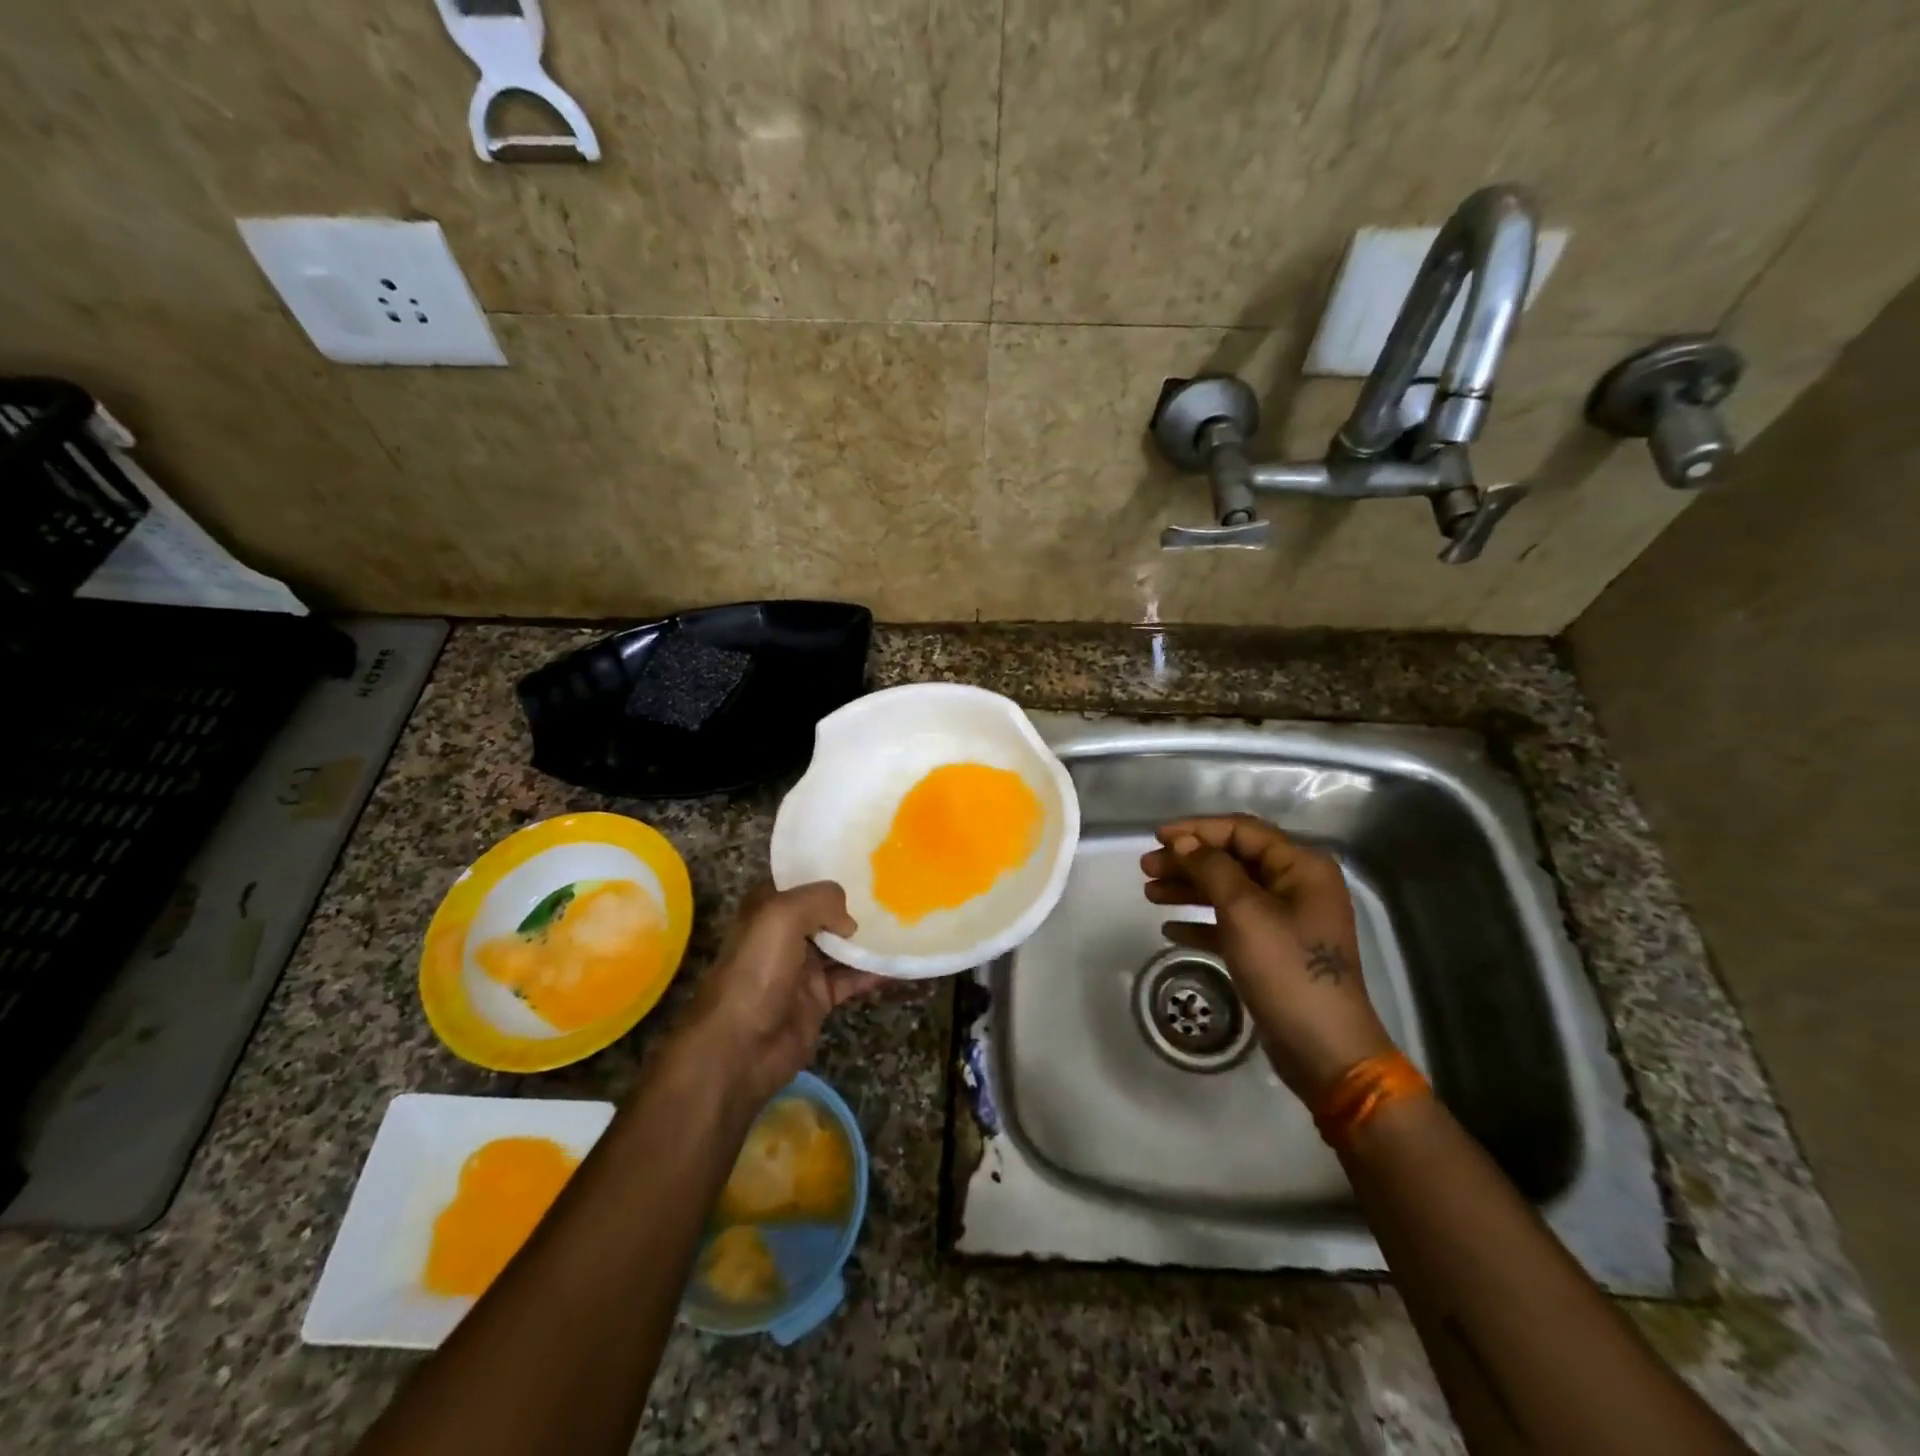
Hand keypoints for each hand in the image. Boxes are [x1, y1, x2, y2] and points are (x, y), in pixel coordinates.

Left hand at [676, 882, 885, 1107]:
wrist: (739, 1048)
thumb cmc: (756, 972)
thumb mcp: (783, 916)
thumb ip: (821, 900)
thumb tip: (849, 922)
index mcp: (767, 907)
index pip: (802, 880)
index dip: (830, 873)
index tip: (867, 866)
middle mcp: (784, 933)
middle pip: (827, 912)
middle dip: (857, 904)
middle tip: (898, 891)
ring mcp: (802, 968)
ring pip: (843, 946)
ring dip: (870, 938)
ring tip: (906, 924)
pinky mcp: (817, 999)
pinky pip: (853, 979)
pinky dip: (876, 972)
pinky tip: (901, 964)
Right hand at [1141, 815, 1394, 1101]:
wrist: (1324, 1048)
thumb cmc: (1286, 969)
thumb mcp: (1244, 912)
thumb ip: (1212, 869)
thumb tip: (1185, 843)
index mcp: (1301, 867)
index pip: (1242, 831)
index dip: (1197, 830)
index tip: (1157, 837)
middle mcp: (1296, 886)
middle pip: (1233, 860)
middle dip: (1188, 861)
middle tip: (1146, 868)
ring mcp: (1286, 920)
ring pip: (1228, 891)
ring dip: (1189, 889)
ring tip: (1149, 893)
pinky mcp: (1273, 950)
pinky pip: (1232, 924)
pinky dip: (1202, 923)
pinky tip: (1171, 930)